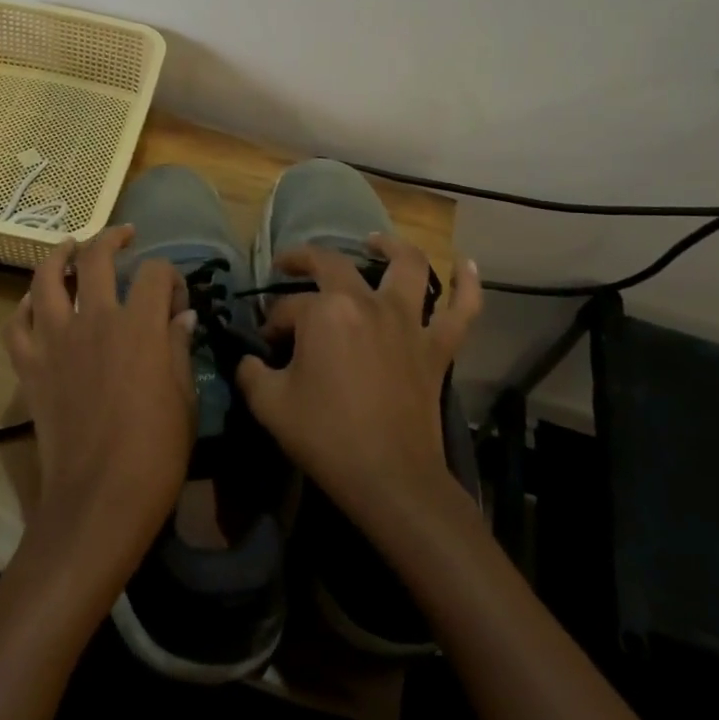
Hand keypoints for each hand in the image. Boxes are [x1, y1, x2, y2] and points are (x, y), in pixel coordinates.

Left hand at [3, 227, 197, 571]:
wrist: (99, 498)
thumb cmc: (155, 452)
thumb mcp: (183, 397)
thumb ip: (178, 348)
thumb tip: (180, 317)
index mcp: (139, 324)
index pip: (155, 273)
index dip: (170, 278)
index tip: (176, 301)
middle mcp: (94, 319)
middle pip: (97, 257)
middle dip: (113, 239)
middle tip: (124, 237)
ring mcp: (55, 340)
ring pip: (46, 278)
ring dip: (59, 255)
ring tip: (70, 247)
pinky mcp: (29, 365)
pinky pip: (16, 323)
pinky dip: (23, 307)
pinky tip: (35, 303)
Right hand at [237, 235, 480, 529]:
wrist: (390, 478)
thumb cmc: (325, 436)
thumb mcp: (268, 405)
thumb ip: (251, 373)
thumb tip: (251, 360)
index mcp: (324, 313)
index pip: (287, 308)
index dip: (271, 324)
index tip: (266, 346)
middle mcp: (367, 303)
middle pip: (333, 265)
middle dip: (304, 260)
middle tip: (288, 265)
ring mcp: (408, 322)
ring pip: (408, 267)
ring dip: (391, 247)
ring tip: (374, 241)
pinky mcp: (437, 347)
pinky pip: (462, 309)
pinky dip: (468, 284)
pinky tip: (466, 264)